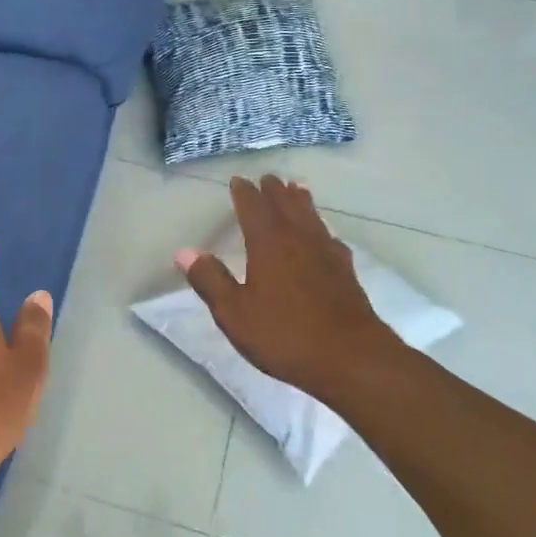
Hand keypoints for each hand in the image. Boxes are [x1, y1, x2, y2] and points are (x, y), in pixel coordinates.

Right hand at [176, 176, 398, 397]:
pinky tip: (324, 235)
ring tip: (297, 189)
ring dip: (301, 201)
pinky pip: (329, 237)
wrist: (351, 358)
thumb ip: (210, 280)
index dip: (244, 194)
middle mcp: (299, 240)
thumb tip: (184, 251)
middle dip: (274, 191)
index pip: (254, 208)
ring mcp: (327, 254)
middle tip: (268, 178)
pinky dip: (321, 228)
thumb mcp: (235, 313)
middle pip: (286, 206)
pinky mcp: (346, 272)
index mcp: (269, 245)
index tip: (238, 181)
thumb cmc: (285, 335)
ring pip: (312, 217)